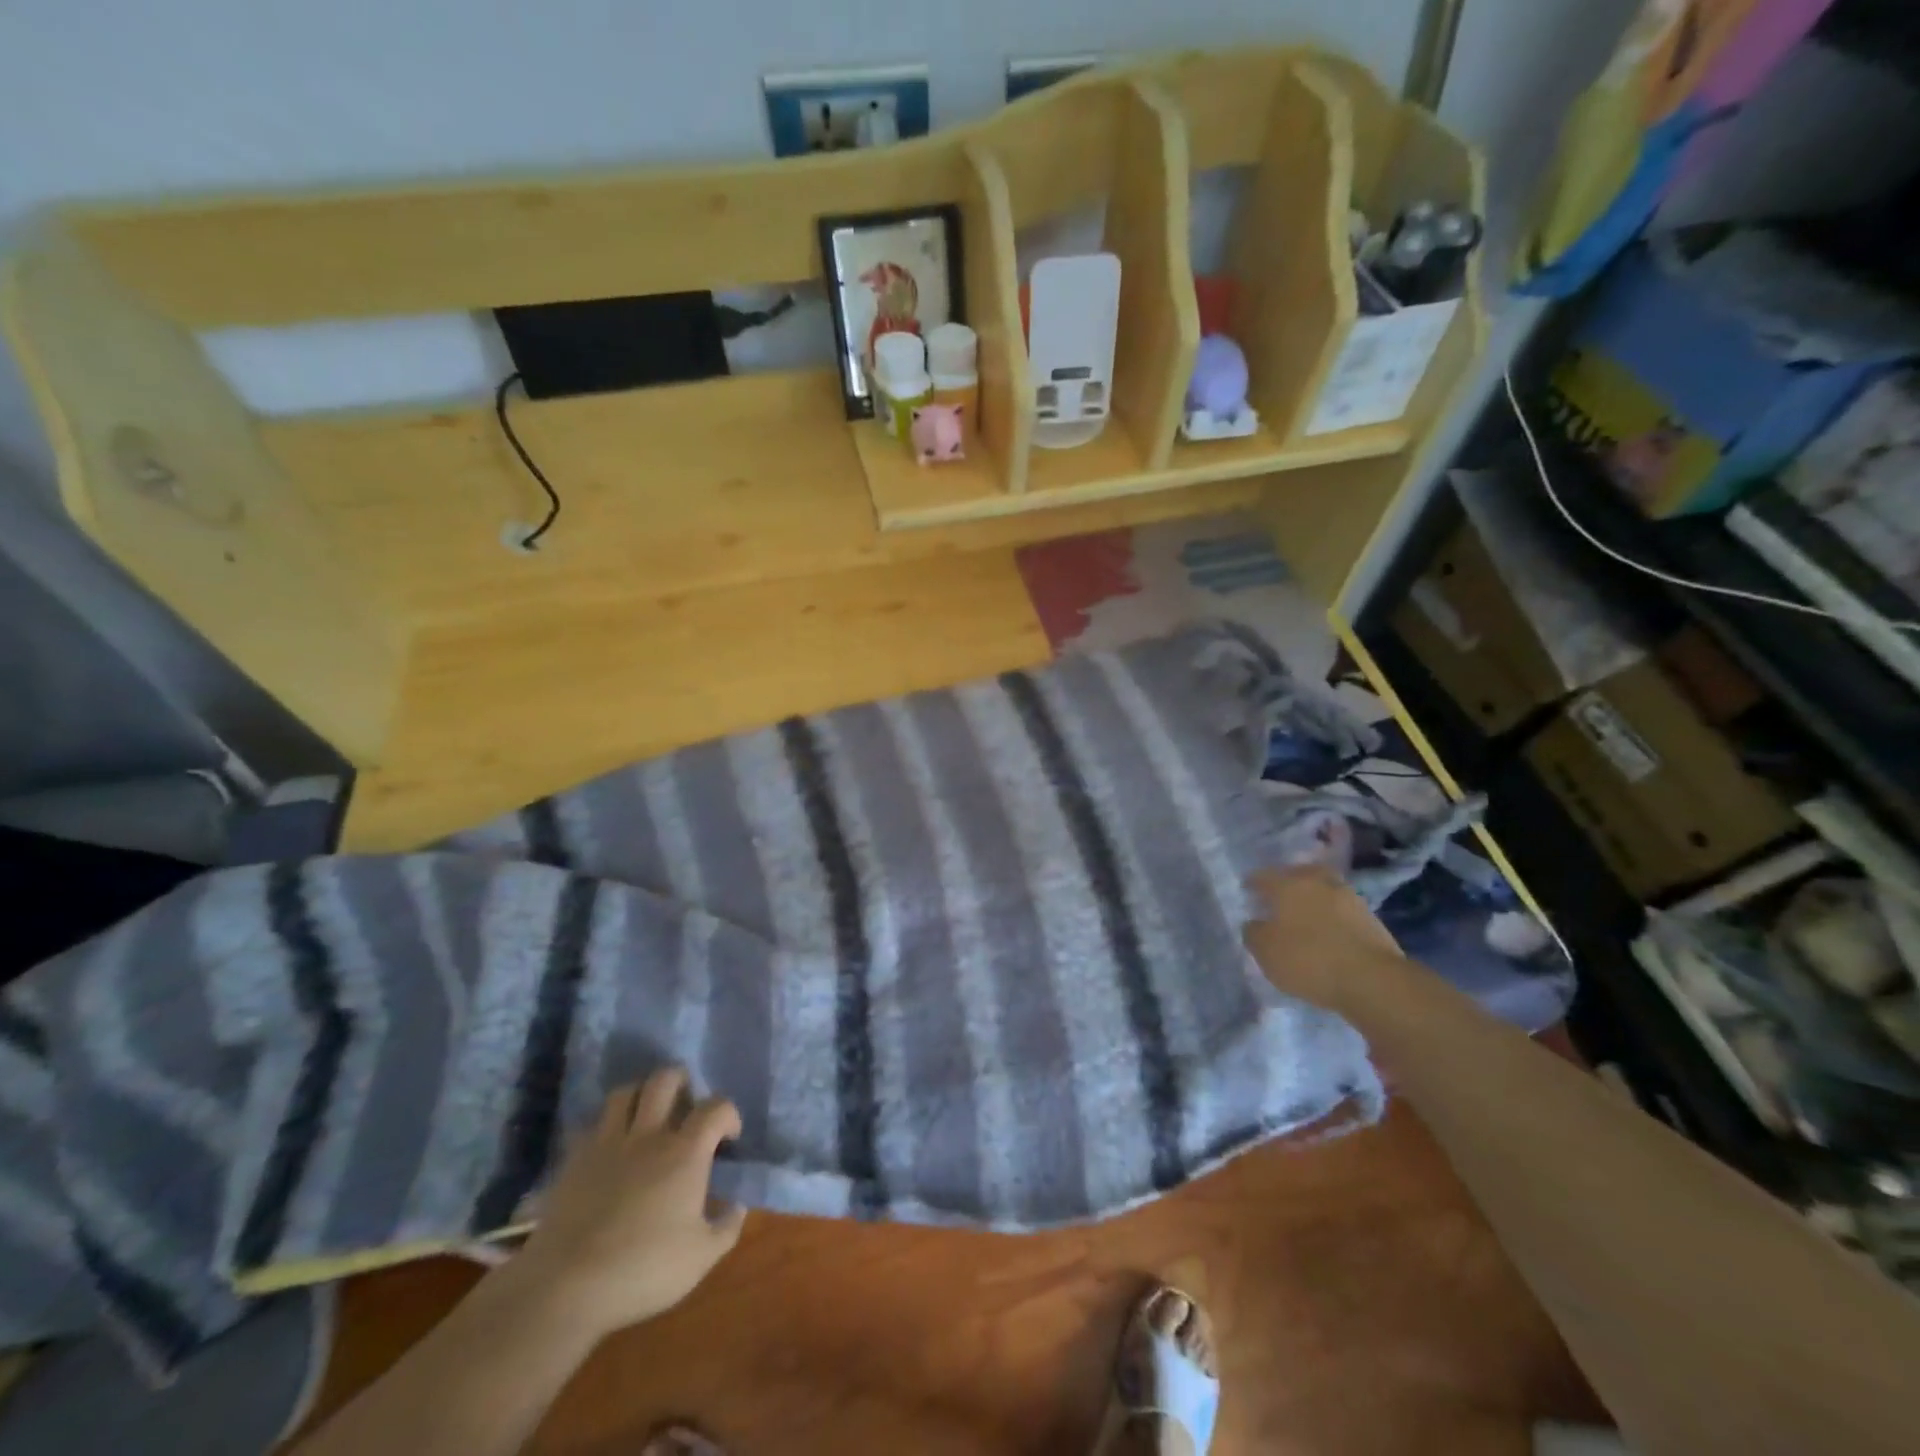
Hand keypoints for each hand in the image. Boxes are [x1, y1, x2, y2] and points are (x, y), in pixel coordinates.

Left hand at [506, 1069, 745, 1341]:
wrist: (566, 1286)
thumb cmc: (642, 1269)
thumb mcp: (701, 1257)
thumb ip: (727, 1226)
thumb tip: (737, 1205)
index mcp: (685, 1152)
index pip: (716, 1106)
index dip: (728, 1115)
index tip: (727, 1138)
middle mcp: (649, 1135)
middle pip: (666, 1079)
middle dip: (681, 1083)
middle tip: (685, 1106)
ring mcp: (608, 1143)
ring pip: (625, 1092)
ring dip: (640, 1096)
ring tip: (646, 1116)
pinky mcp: (575, 1159)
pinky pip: (592, 1124)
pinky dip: (605, 1126)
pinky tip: (610, 1146)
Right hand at [1244, 866, 1402, 1013]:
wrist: (1373, 980)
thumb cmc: (1308, 959)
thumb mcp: (1265, 951)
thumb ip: (1254, 933)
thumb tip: (1255, 923)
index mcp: (1288, 884)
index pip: (1264, 876)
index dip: (1253, 883)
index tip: (1247, 891)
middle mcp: (1319, 882)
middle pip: (1300, 874)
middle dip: (1288, 882)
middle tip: (1279, 897)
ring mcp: (1349, 898)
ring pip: (1324, 891)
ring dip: (1314, 899)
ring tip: (1305, 917)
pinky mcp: (1372, 920)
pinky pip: (1342, 911)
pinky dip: (1332, 917)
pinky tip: (1327, 931)